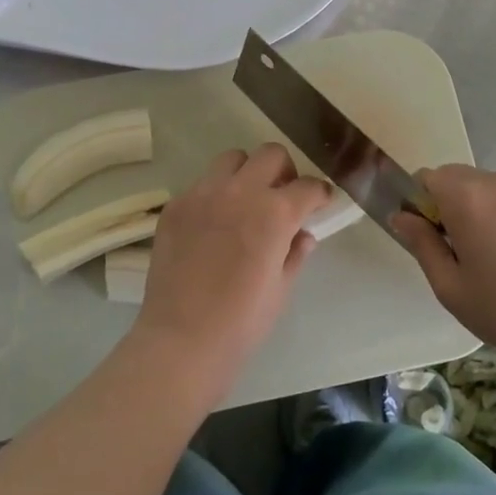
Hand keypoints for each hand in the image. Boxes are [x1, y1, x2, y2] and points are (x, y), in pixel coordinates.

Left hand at [135, 144, 333, 387]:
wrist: (182, 339)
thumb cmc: (242, 322)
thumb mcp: (281, 288)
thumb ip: (295, 253)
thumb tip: (302, 235)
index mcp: (274, 213)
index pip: (307, 186)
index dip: (319, 194)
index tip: (320, 203)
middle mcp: (239, 192)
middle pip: (270, 155)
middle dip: (284, 172)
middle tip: (283, 198)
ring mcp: (202, 195)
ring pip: (232, 160)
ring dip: (247, 174)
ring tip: (245, 203)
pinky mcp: (175, 207)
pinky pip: (201, 185)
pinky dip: (215, 195)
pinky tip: (213, 226)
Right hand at [392, 165, 495, 370]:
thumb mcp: (449, 285)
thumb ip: (421, 243)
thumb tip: (401, 216)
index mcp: (467, 199)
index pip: (428, 176)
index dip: (420, 202)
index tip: (428, 235)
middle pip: (458, 177)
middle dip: (449, 203)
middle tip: (458, 249)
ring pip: (489, 188)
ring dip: (480, 209)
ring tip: (493, 256)